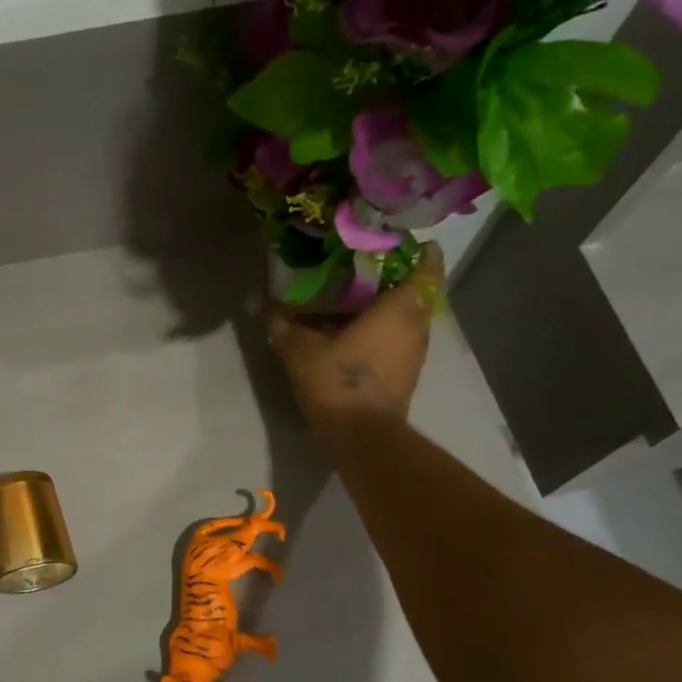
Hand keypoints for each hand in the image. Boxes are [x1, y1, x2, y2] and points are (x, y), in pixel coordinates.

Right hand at [265, 241, 443, 430]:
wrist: (361, 438)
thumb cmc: (338, 382)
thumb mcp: (300, 350)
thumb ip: (280, 323)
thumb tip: (254, 301)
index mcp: (401, 309)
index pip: (428, 268)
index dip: (419, 252)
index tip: (402, 243)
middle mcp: (416, 328)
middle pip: (417, 294)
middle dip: (397, 280)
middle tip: (368, 269)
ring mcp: (414, 356)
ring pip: (408, 321)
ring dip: (389, 311)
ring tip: (358, 302)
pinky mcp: (405, 378)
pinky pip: (399, 345)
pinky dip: (384, 336)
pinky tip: (356, 336)